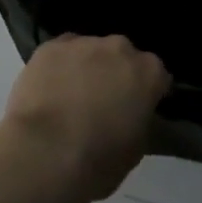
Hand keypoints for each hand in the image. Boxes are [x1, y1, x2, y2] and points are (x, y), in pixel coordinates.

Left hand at [0, 34, 170, 202]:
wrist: (45, 151)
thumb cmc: (98, 159)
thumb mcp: (136, 148)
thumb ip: (138, 119)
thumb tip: (131, 113)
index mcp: (148, 72)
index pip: (157, 76)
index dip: (147, 92)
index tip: (137, 108)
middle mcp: (118, 48)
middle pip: (122, 56)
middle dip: (116, 73)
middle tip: (103, 101)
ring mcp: (82, 43)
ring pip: (90, 51)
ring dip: (87, 67)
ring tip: (71, 96)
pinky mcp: (50, 46)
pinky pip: (62, 52)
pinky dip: (60, 66)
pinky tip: (51, 87)